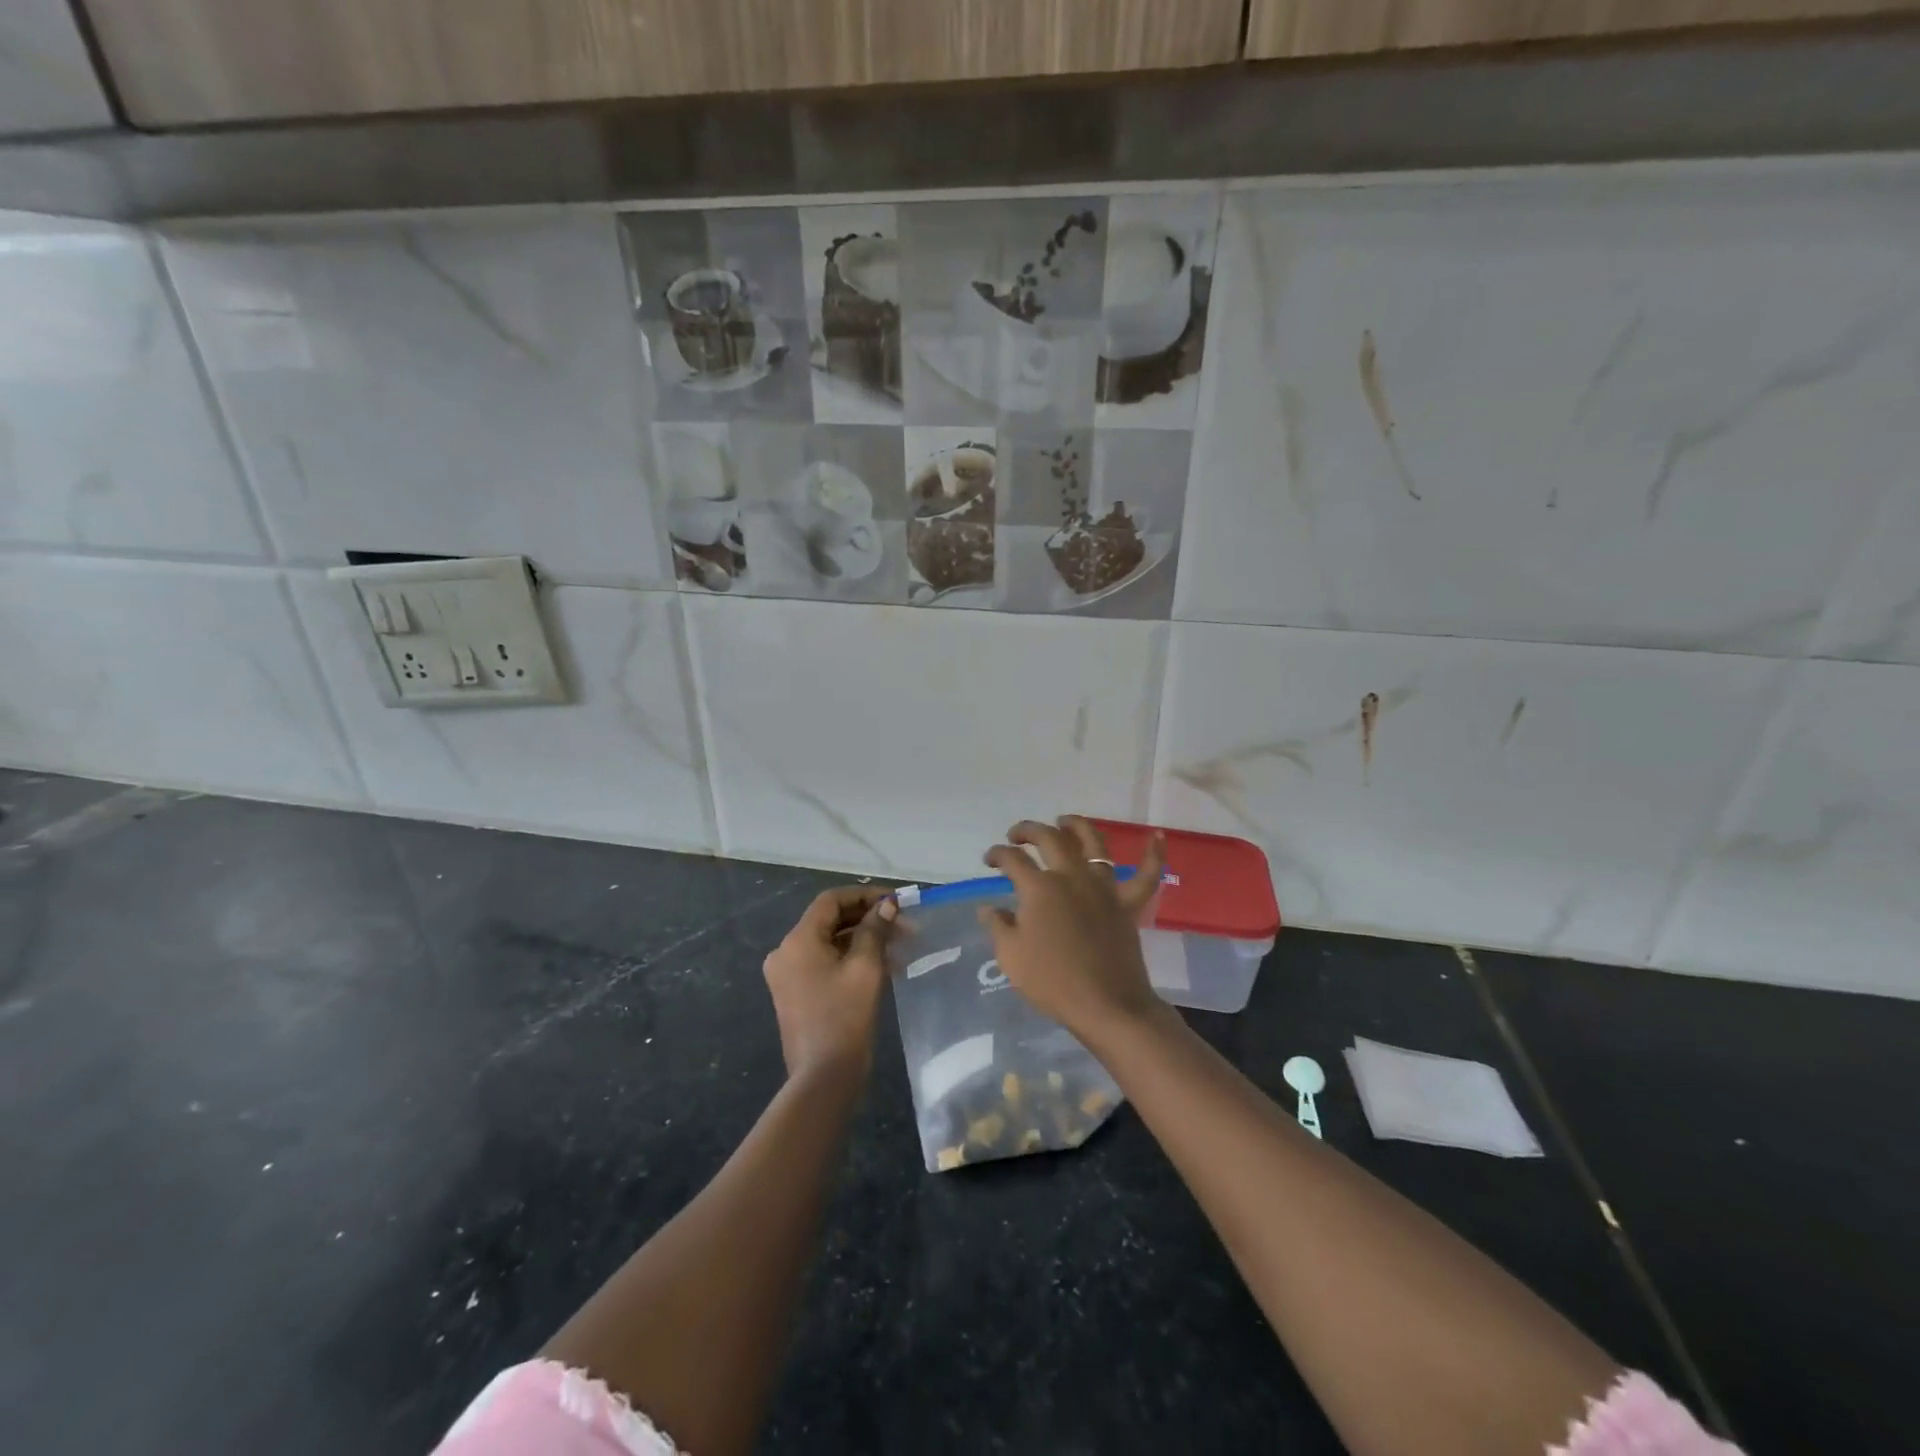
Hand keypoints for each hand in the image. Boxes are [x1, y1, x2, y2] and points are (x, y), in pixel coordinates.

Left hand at [763, 886, 897, 1082]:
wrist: (823, 1078)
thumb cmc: (844, 1018)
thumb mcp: (865, 969)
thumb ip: (875, 931)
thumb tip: (887, 905)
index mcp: (798, 940)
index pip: (831, 901)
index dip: (865, 895)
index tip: (896, 901)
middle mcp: (786, 952)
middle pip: (830, 920)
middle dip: (868, 919)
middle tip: (904, 925)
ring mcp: (788, 975)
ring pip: (830, 942)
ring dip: (864, 940)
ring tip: (900, 946)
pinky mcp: (796, 993)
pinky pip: (825, 963)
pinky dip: (851, 959)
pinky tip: (884, 966)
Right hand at [979, 816, 1167, 1038]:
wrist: (1106, 1005)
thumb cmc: (1052, 982)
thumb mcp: (1011, 956)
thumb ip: (998, 925)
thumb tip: (988, 906)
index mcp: (1040, 888)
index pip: (1013, 859)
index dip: (997, 854)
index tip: (989, 859)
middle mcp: (1072, 877)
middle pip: (1050, 839)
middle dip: (1029, 830)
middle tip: (1017, 835)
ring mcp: (1103, 887)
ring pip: (1094, 843)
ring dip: (1077, 826)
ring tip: (1065, 821)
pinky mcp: (1128, 903)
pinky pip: (1147, 874)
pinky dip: (1154, 854)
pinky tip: (1157, 836)